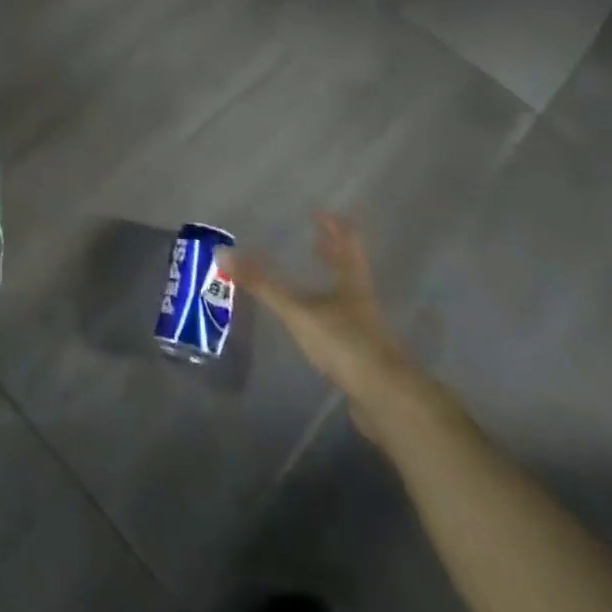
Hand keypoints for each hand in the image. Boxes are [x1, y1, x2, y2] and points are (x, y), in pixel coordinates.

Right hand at [220, 213, 428, 430]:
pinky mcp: (363, 356)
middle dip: (333, 252)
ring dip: (331, 283)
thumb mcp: (298, 310)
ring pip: (348, 296)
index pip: (347, 241)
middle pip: (350, 267)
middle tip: (315, 240)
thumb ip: (263, 284)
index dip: (334, 225)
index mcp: (352, 280)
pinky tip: (315, 325)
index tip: (319, 212)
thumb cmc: (344, 342)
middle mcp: (362, 299)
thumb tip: (224, 254)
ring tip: (311, 279)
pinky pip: (344, 325)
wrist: (386, 399)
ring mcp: (366, 329)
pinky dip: (329, 315)